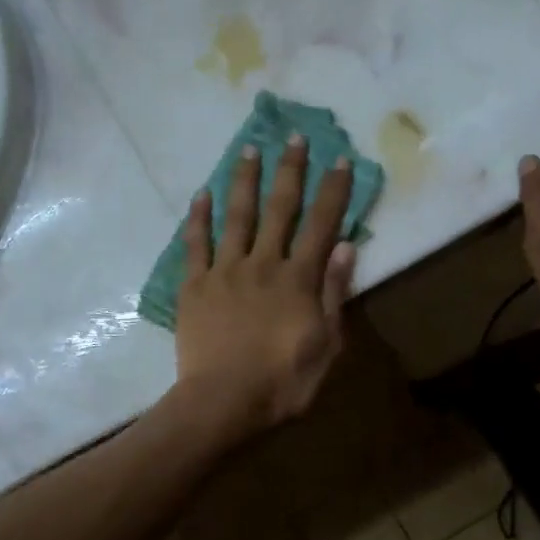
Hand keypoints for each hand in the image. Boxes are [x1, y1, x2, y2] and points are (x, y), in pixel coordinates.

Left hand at [175, 134, 356, 438]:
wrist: (222, 402)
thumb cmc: (282, 382)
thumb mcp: (326, 346)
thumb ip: (333, 295)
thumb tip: (344, 247)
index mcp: (298, 280)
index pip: (321, 225)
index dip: (332, 191)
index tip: (340, 159)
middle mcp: (263, 264)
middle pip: (279, 209)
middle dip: (290, 171)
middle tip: (294, 137)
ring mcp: (225, 271)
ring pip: (237, 216)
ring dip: (244, 181)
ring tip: (248, 150)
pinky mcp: (194, 285)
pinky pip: (195, 244)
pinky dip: (198, 217)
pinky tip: (200, 194)